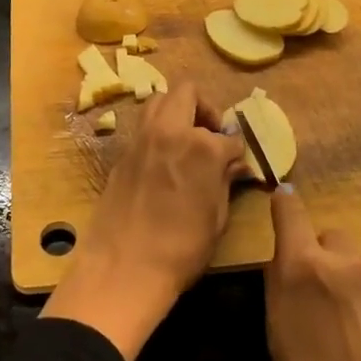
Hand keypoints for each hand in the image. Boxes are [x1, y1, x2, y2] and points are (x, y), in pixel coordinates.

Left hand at [41, 83, 246, 360]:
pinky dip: (157, 130)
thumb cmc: (181, 249)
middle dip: (205, 108)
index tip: (237, 165)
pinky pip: (143, 125)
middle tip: (210, 135)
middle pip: (188, 92)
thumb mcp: (216, 218)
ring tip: (186, 141)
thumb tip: (235, 166)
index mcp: (202, 146)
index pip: (229, 137)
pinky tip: (164, 158)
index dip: (236, 152)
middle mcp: (171, 131)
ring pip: (159, 99)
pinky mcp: (123, 152)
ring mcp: (142, 138)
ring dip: (176, 110)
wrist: (123, 268)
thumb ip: (225, 182)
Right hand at [264, 186, 360, 360]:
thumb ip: (281, 283)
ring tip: (347, 328)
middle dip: (320, 257)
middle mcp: (346, 261)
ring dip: (349, 279)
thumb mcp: (276, 335)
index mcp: (304, 266)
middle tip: (316, 300)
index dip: (284, 206)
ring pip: (358, 262)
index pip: (290, 210)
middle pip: (329, 237)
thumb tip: (285, 254)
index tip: (281, 207)